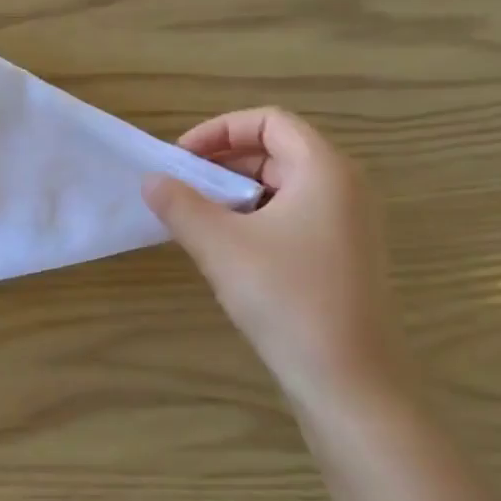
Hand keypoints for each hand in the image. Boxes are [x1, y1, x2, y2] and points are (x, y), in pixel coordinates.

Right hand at [143, 108, 409, 410]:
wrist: (349, 380)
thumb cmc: (286, 299)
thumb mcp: (220, 246)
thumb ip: (180, 205)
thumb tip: (151, 180)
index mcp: (325, 170)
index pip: (269, 121)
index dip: (219, 130)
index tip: (181, 159)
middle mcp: (345, 187)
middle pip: (277, 151)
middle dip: (223, 162)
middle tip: (182, 189)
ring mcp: (349, 223)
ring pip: (284, 186)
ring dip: (236, 193)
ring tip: (198, 219)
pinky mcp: (344, 255)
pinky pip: (294, 216)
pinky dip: (256, 217)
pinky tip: (228, 249)